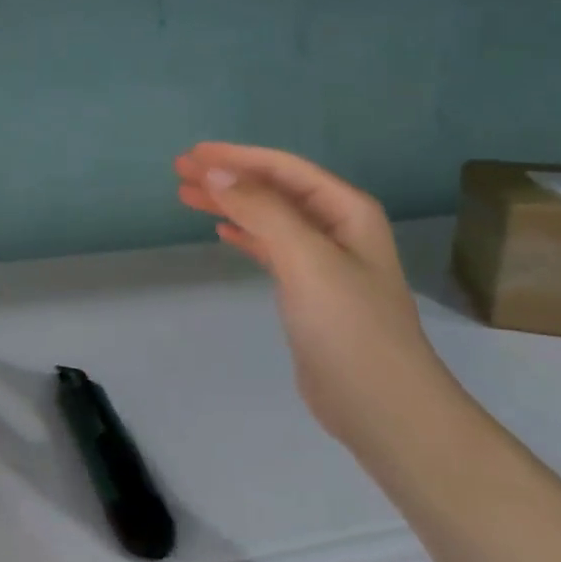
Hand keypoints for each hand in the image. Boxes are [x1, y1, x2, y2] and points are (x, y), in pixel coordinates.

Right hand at [174, 143, 449, 442]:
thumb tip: (218, 173)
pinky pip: (271, 249)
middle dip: (229, 177)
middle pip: (274, 190)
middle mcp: (338, 229)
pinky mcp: (309, 293)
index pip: (284, 169)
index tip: (192, 156)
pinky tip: (222, 231)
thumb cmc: (348, 326)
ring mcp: (324, 262)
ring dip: (230, 204)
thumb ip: (262, 211)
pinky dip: (245, 236)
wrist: (380, 405)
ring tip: (188, 196)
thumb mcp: (306, 259)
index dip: (237, 158)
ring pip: (268, 218)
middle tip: (180, 171)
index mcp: (347, 211)